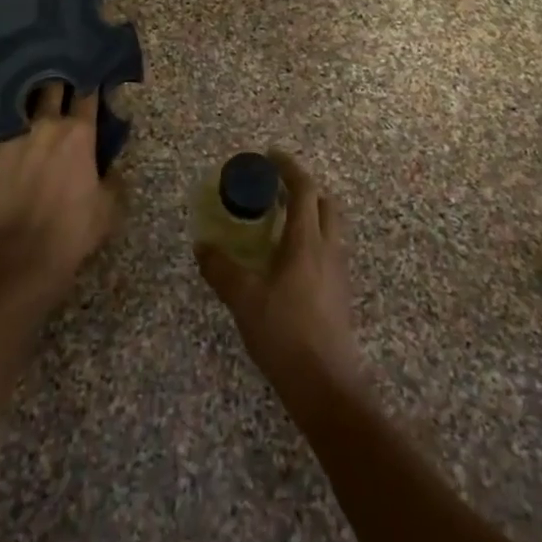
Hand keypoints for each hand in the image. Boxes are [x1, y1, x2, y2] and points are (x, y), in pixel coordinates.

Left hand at [0, 83, 119, 300]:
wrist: (24, 256)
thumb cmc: (73, 231)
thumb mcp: (109, 206)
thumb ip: (113, 176)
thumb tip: (110, 163)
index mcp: (79, 133)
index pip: (88, 93)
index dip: (91, 83)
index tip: (91, 79)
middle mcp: (46, 124)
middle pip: (52, 85)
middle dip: (56, 78)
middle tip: (56, 79)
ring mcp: (11, 135)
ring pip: (16, 98)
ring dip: (22, 93)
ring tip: (19, 87)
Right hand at [196, 150, 363, 398]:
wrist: (326, 385)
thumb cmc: (285, 334)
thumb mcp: (244, 300)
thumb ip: (221, 269)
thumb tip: (202, 247)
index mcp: (307, 241)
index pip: (304, 190)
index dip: (289, 168)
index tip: (269, 156)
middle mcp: (329, 249)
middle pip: (325, 203)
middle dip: (303, 188)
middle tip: (275, 188)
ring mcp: (338, 272)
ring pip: (330, 227)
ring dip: (309, 213)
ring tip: (279, 221)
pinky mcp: (340, 293)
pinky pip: (328, 249)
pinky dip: (311, 238)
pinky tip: (288, 260)